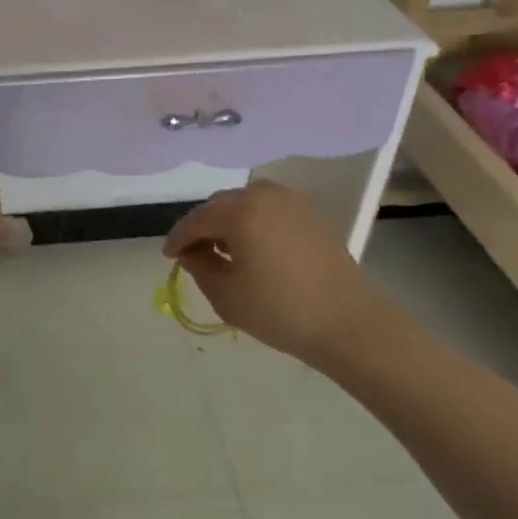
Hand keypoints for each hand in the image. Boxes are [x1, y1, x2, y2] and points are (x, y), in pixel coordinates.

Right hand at [162, 180, 395, 365]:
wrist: (349, 323)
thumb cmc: (280, 311)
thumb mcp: (226, 294)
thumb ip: (199, 266)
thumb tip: (190, 252)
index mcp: (240, 211)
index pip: (196, 220)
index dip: (178, 238)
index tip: (168, 257)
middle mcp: (263, 195)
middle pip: (220, 205)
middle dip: (202, 226)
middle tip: (193, 253)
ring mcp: (291, 201)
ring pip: (245, 202)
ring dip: (228, 221)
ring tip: (224, 250)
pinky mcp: (310, 214)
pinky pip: (268, 208)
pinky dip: (253, 221)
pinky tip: (253, 247)